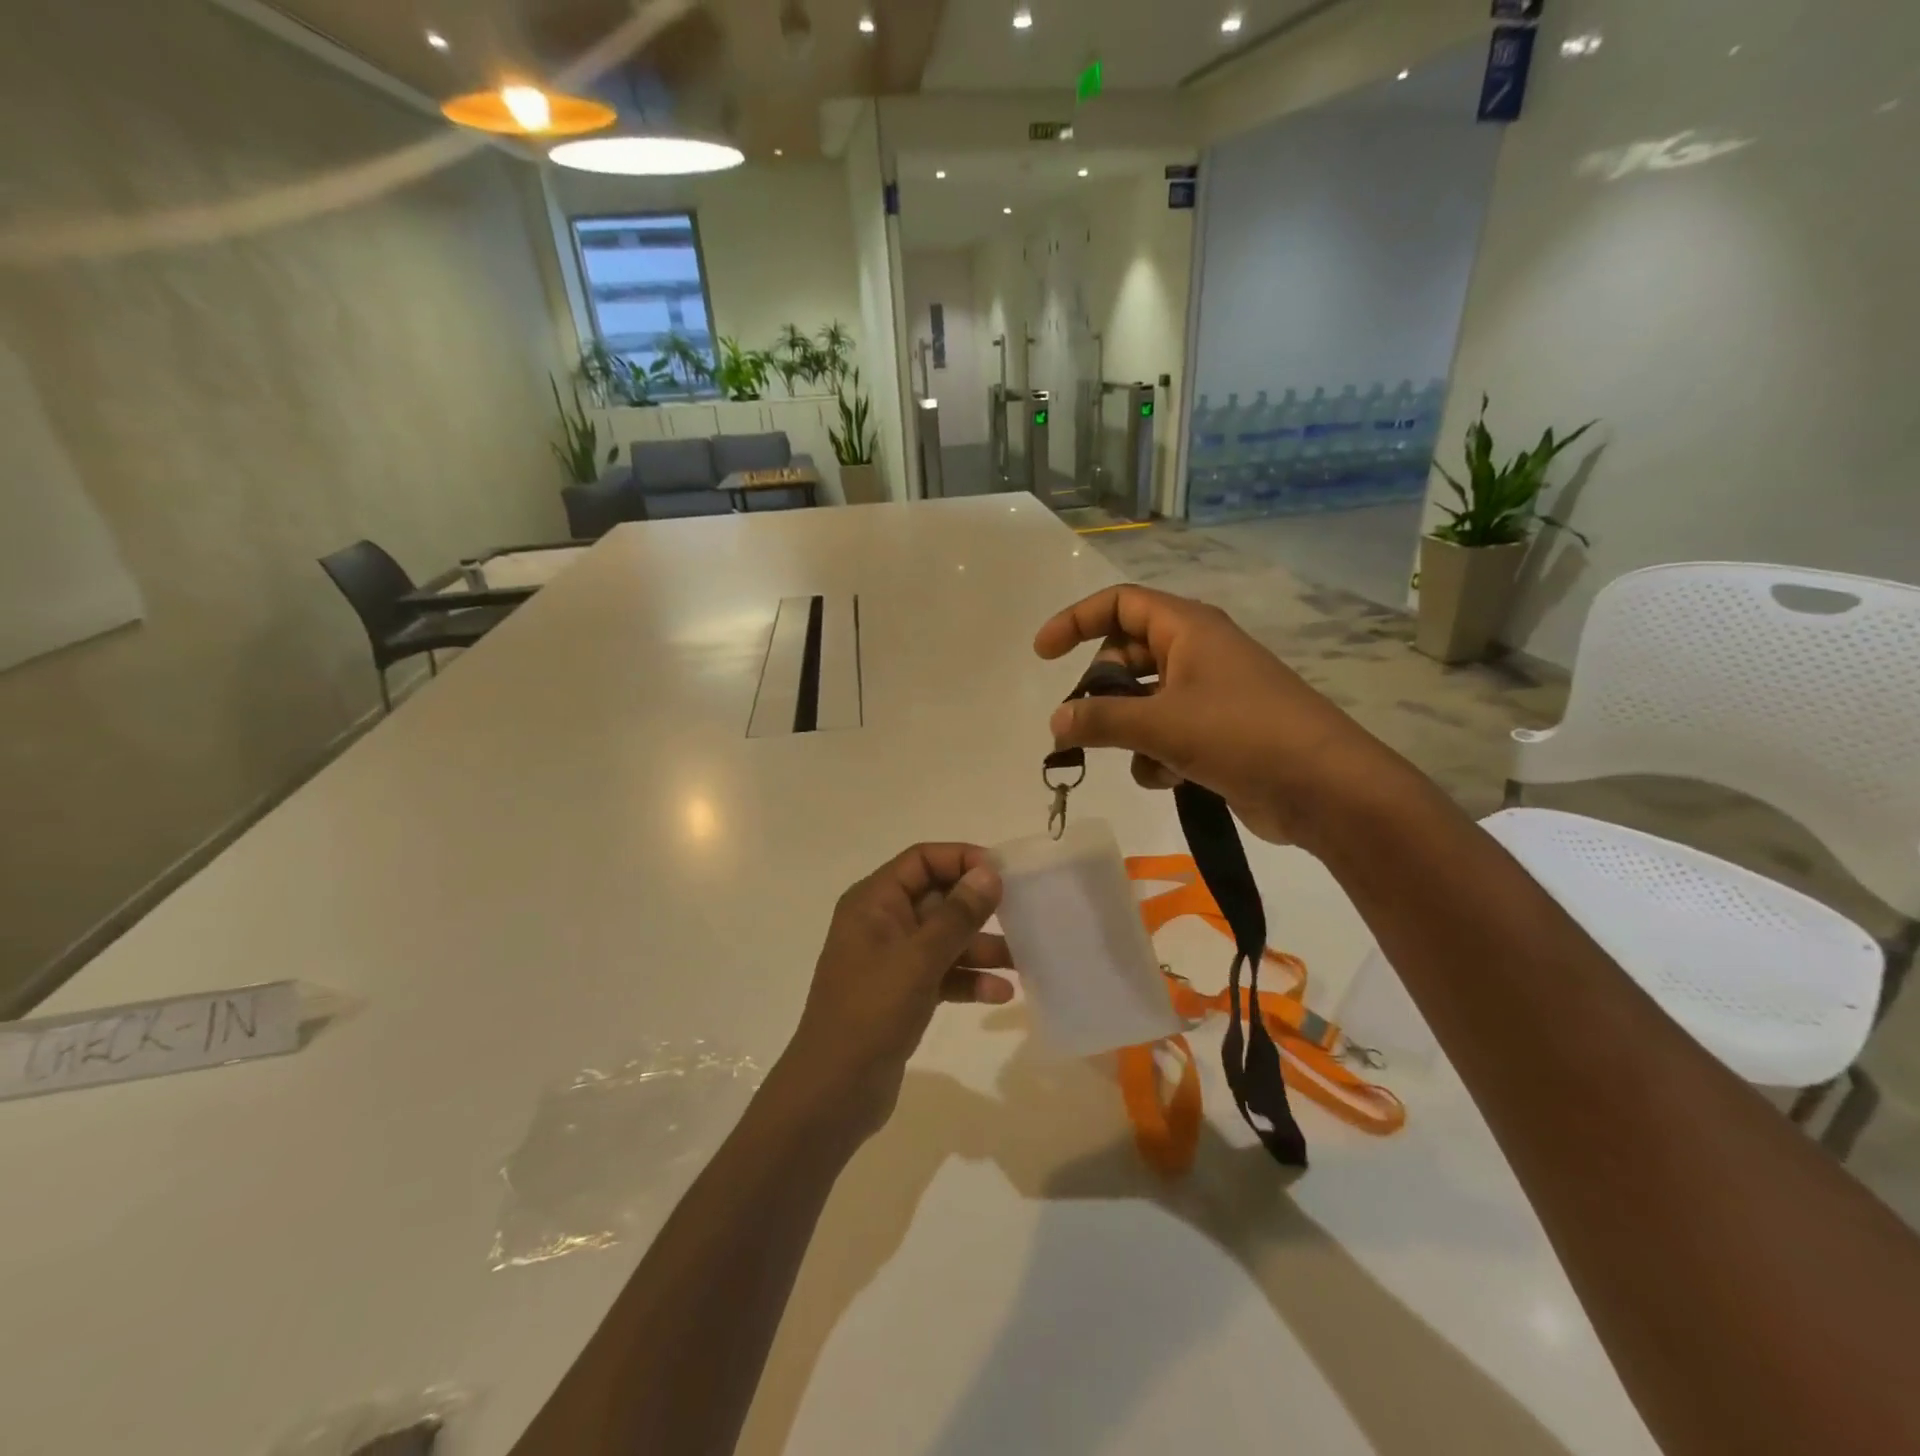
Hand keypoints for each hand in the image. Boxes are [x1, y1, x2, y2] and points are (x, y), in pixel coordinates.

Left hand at [776, 844, 1012, 1138]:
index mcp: (873, 902)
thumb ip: (957, 915)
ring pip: (944, 939)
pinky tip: (1001, 994)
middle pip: (937, 898)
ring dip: (980, 947)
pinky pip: (942, 973)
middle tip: (1023, 914)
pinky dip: (969, 980)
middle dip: (978, 908)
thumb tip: (989, 872)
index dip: (962, 860)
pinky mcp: (903, 994)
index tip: (1003, 874)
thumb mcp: (919, 958)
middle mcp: (881, 923)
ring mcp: (892, 960)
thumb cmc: (872, 1012)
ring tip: (1022, 960)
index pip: (921, 860)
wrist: (833, 1092)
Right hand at [1034, 585, 1410, 850]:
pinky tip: (1169, 779)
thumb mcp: (1161, 724)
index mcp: (1188, 628)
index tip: (1042, 654)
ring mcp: (1210, 694)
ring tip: (1140, 757)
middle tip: (1084, 722)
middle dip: (1102, 690)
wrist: (1325, 789)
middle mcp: (1198, 653)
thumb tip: (1056, 723)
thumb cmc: (1242, 735)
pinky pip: (1167, 732)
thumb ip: (1100, 719)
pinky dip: (1158, 754)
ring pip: (1144, 700)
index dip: (1076, 620)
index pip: (1120, 603)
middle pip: (1128, 655)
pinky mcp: (1219, 732)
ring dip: (1130, 731)